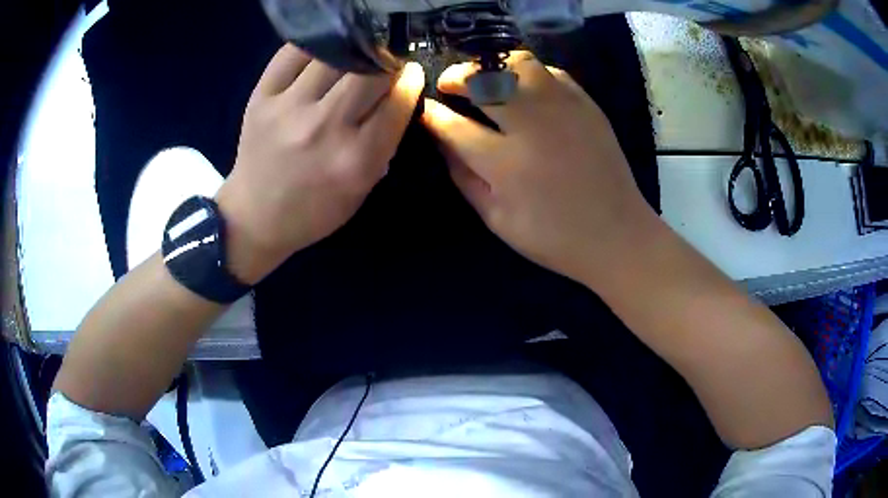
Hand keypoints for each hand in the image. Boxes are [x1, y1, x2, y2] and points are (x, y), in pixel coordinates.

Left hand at [216, 45, 424, 283]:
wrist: (254, 217)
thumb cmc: (313, 211)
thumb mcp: (361, 190)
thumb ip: (383, 145)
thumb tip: (397, 96)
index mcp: (355, 159)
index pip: (397, 101)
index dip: (409, 80)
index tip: (409, 73)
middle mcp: (323, 129)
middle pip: (370, 72)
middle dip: (385, 62)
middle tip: (383, 63)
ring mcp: (288, 109)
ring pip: (335, 55)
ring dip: (352, 51)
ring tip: (353, 55)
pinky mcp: (260, 97)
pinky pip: (293, 53)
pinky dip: (314, 46)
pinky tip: (323, 52)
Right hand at [422, 52, 657, 285]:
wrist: (616, 235)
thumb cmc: (553, 236)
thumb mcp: (497, 219)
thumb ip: (463, 177)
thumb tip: (442, 141)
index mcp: (506, 163)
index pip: (454, 126)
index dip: (432, 114)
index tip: (423, 109)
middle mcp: (533, 125)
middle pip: (484, 80)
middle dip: (456, 77)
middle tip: (449, 85)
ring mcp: (564, 109)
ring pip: (519, 64)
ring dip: (493, 66)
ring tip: (485, 79)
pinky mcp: (587, 105)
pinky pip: (551, 72)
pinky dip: (528, 73)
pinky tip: (524, 88)